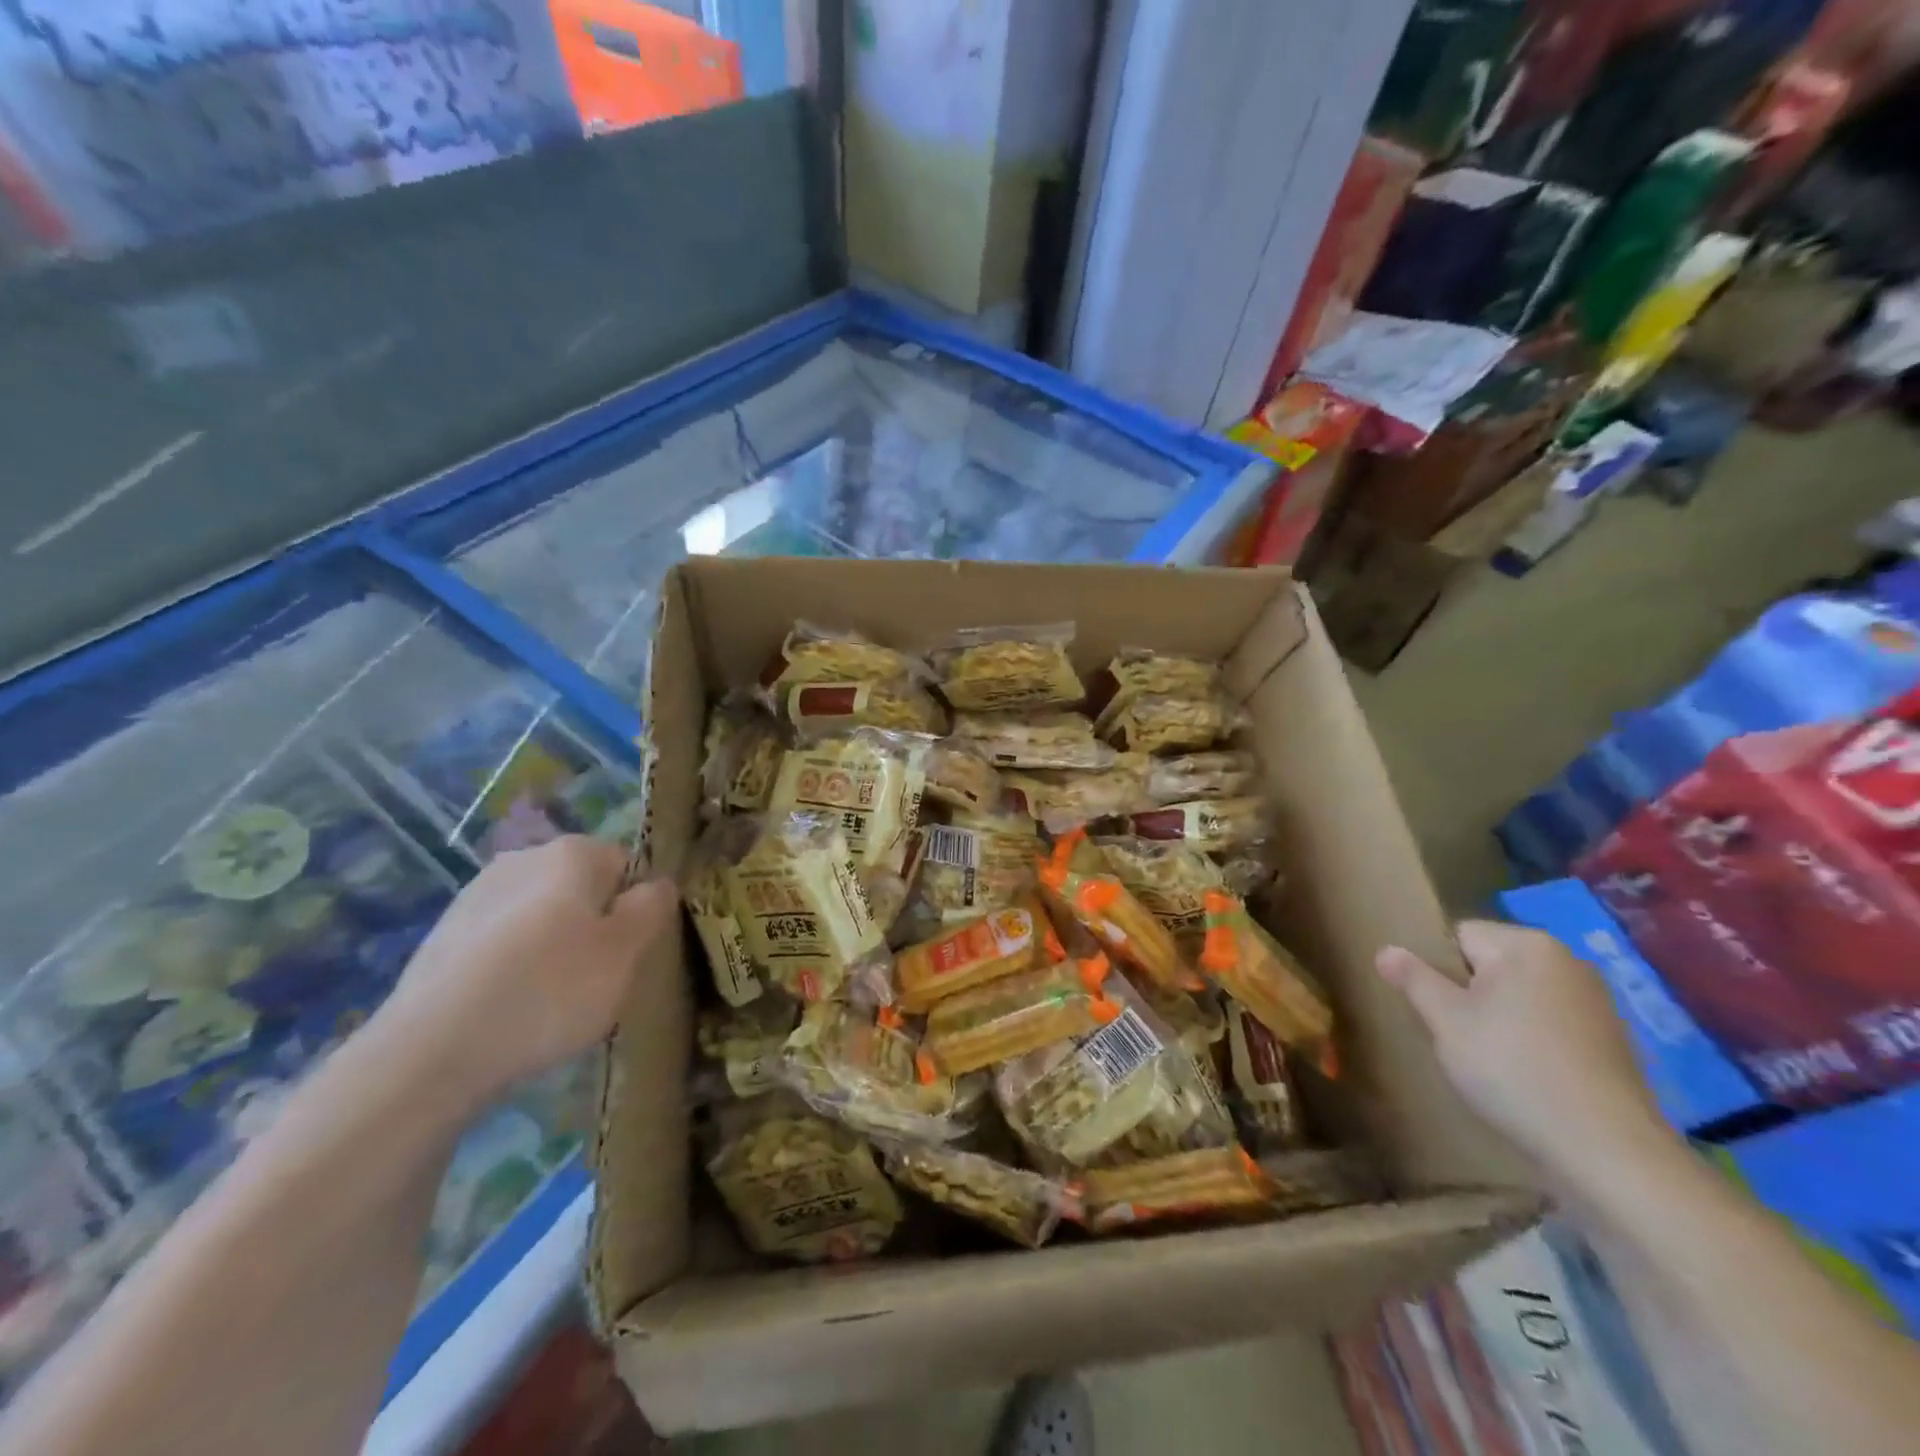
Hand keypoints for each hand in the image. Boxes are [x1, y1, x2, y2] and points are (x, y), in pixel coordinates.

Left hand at [374, 837, 676, 1107]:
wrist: (431, 1052)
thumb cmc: (550, 990)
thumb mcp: (627, 951)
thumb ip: (653, 907)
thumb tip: (657, 884)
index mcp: (572, 853)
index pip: (626, 867)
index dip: (634, 910)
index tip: (627, 954)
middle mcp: (522, 858)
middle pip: (580, 890)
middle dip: (591, 927)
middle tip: (594, 981)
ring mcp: (474, 896)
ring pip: (538, 918)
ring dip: (550, 948)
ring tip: (548, 1004)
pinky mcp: (440, 937)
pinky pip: (498, 945)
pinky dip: (510, 969)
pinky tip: (508, 1011)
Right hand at [1376, 921, 1670, 1186]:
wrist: (1609, 1151)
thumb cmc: (1514, 1070)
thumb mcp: (1445, 1021)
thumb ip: (1413, 979)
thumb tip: (1387, 950)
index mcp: (1526, 945)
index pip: (1459, 935)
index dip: (1439, 969)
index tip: (1439, 1010)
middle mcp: (1567, 960)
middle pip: (1491, 963)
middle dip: (1469, 993)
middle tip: (1458, 1037)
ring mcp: (1596, 1001)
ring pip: (1519, 995)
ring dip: (1499, 1018)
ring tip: (1491, 1061)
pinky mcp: (1613, 1039)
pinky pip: (1550, 1022)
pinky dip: (1532, 1040)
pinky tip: (1528, 1077)